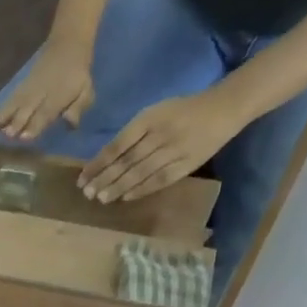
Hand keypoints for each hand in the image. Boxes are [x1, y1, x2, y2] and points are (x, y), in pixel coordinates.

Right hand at [0, 37, 96, 142]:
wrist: (68, 44)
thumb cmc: (78, 74)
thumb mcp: (86, 90)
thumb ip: (79, 106)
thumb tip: (70, 123)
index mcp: (61, 95)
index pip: (47, 112)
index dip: (36, 125)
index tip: (25, 137)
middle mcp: (43, 92)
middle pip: (29, 108)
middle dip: (18, 121)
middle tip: (8, 135)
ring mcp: (31, 87)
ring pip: (18, 102)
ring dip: (6, 115)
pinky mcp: (23, 85)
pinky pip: (13, 97)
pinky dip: (3, 108)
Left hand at [79, 89, 242, 202]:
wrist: (224, 108)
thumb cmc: (182, 111)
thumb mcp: (155, 113)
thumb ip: (132, 134)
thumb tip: (105, 160)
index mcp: (150, 118)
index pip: (117, 145)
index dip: (98, 164)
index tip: (82, 178)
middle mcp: (160, 134)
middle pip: (126, 162)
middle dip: (104, 179)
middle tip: (87, 194)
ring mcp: (174, 150)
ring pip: (140, 173)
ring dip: (118, 188)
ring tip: (101, 199)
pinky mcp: (186, 164)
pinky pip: (159, 180)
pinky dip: (141, 190)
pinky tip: (125, 198)